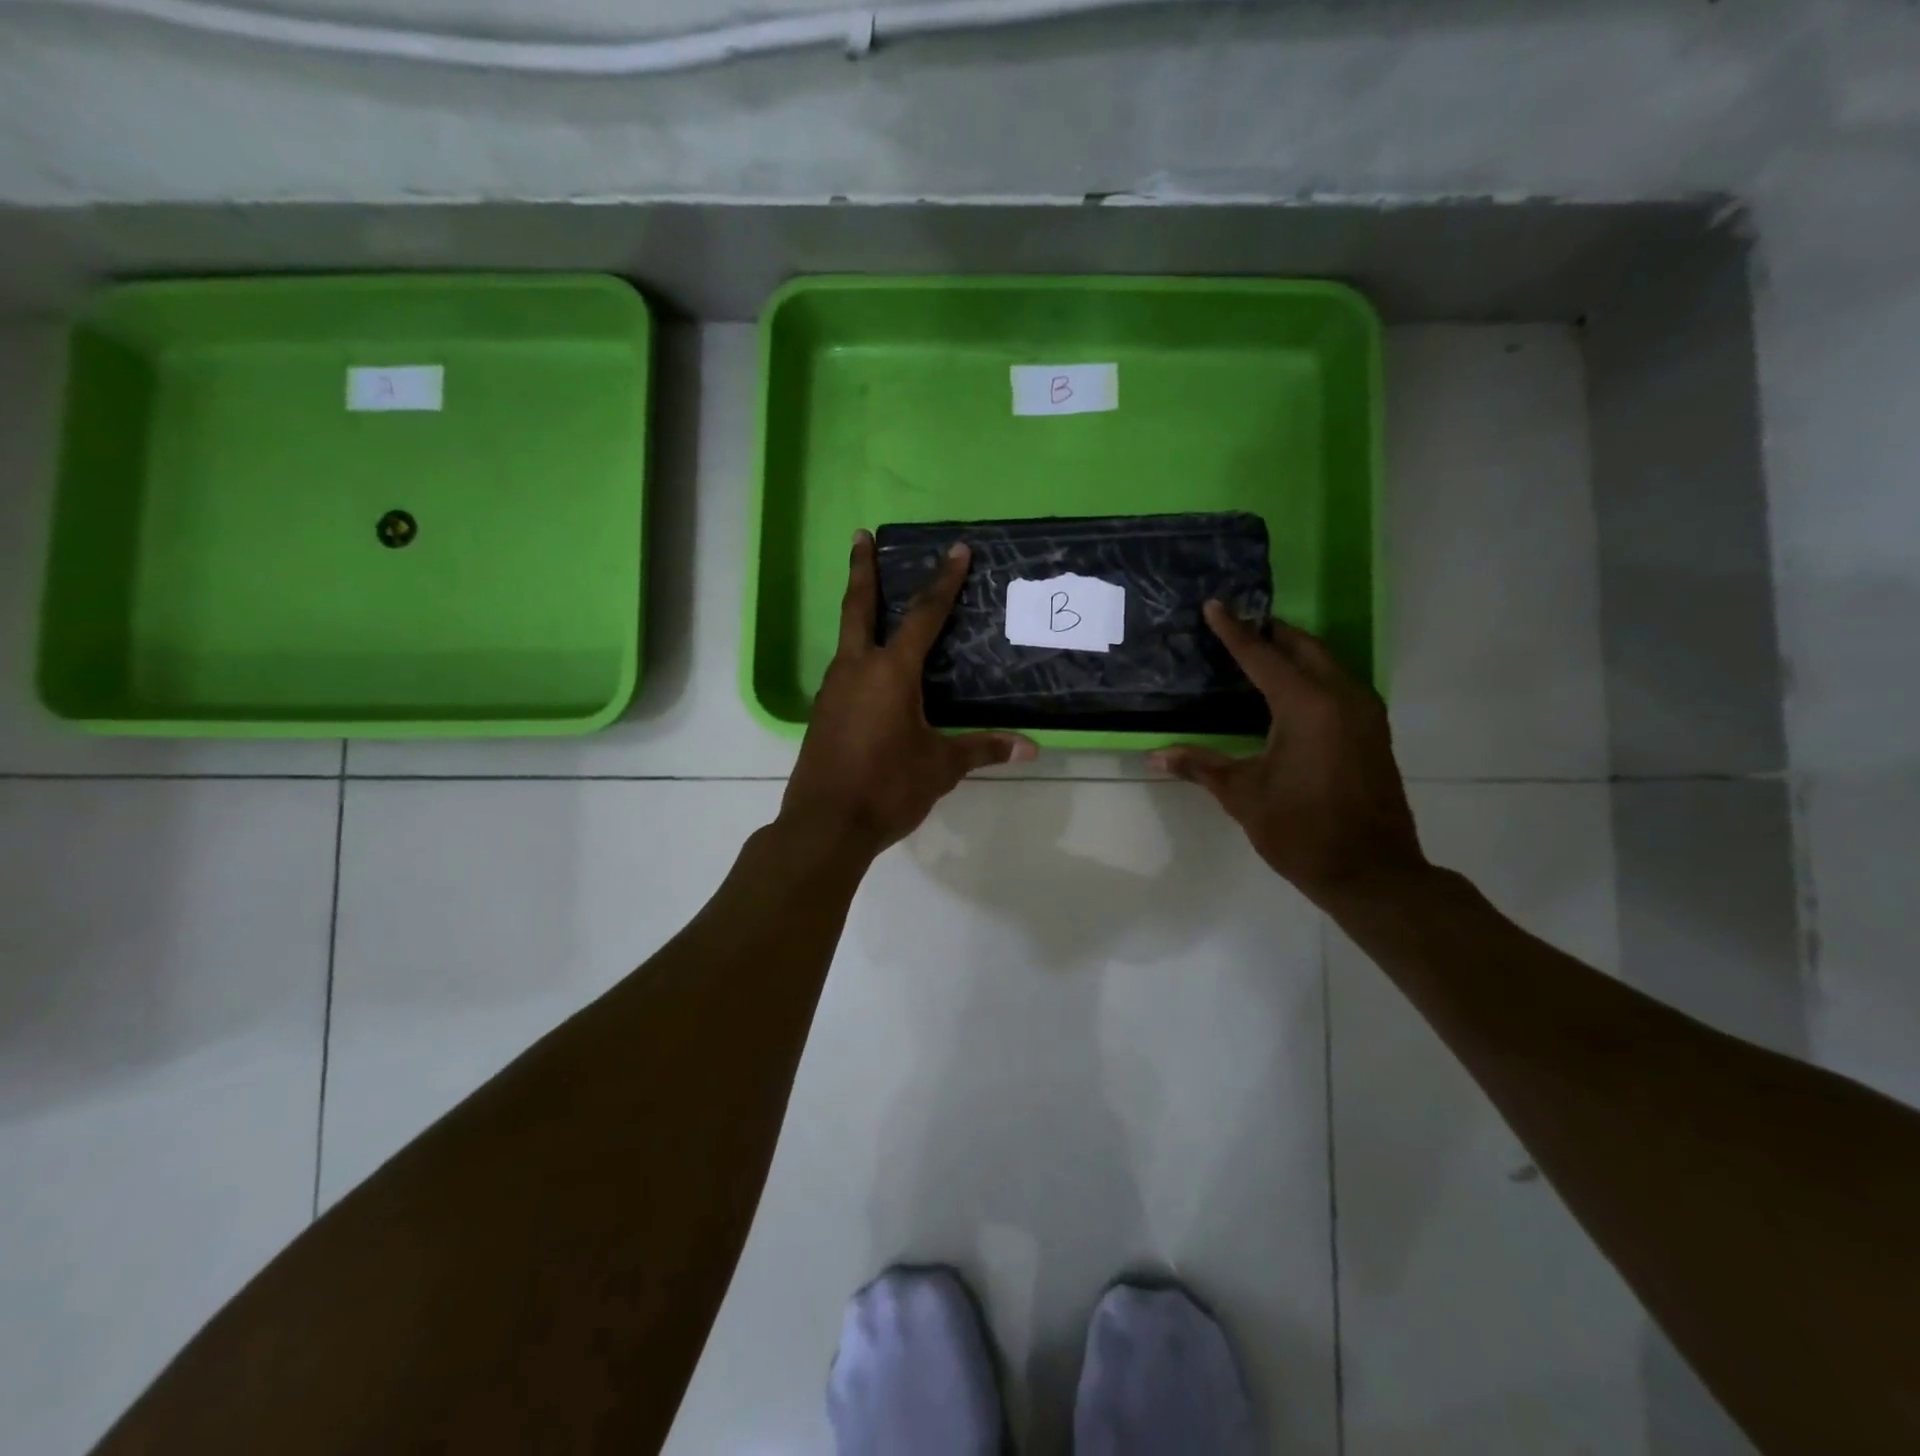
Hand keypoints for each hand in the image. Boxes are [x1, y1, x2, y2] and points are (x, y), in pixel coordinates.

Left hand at [780, 531, 1037, 854]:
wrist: (825, 825)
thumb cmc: (888, 787)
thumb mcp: (941, 766)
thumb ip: (982, 749)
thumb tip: (1031, 748)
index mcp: (891, 672)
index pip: (924, 616)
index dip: (944, 581)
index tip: (956, 549)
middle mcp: (856, 669)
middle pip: (859, 607)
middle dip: (862, 569)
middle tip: (860, 536)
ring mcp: (832, 690)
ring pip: (846, 638)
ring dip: (858, 611)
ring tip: (872, 600)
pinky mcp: (822, 713)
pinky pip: (843, 670)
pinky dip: (856, 653)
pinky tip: (868, 670)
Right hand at [1150, 603, 1424, 905]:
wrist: (1372, 872)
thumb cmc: (1301, 830)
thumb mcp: (1242, 795)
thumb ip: (1200, 766)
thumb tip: (1154, 756)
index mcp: (1306, 705)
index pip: (1262, 656)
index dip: (1234, 631)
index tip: (1215, 605)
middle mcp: (1341, 697)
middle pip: (1303, 648)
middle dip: (1271, 632)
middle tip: (1239, 624)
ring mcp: (1365, 713)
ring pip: (1327, 663)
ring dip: (1295, 652)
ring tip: (1261, 650)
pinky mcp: (1373, 731)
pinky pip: (1339, 684)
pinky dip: (1312, 675)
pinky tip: (1291, 692)